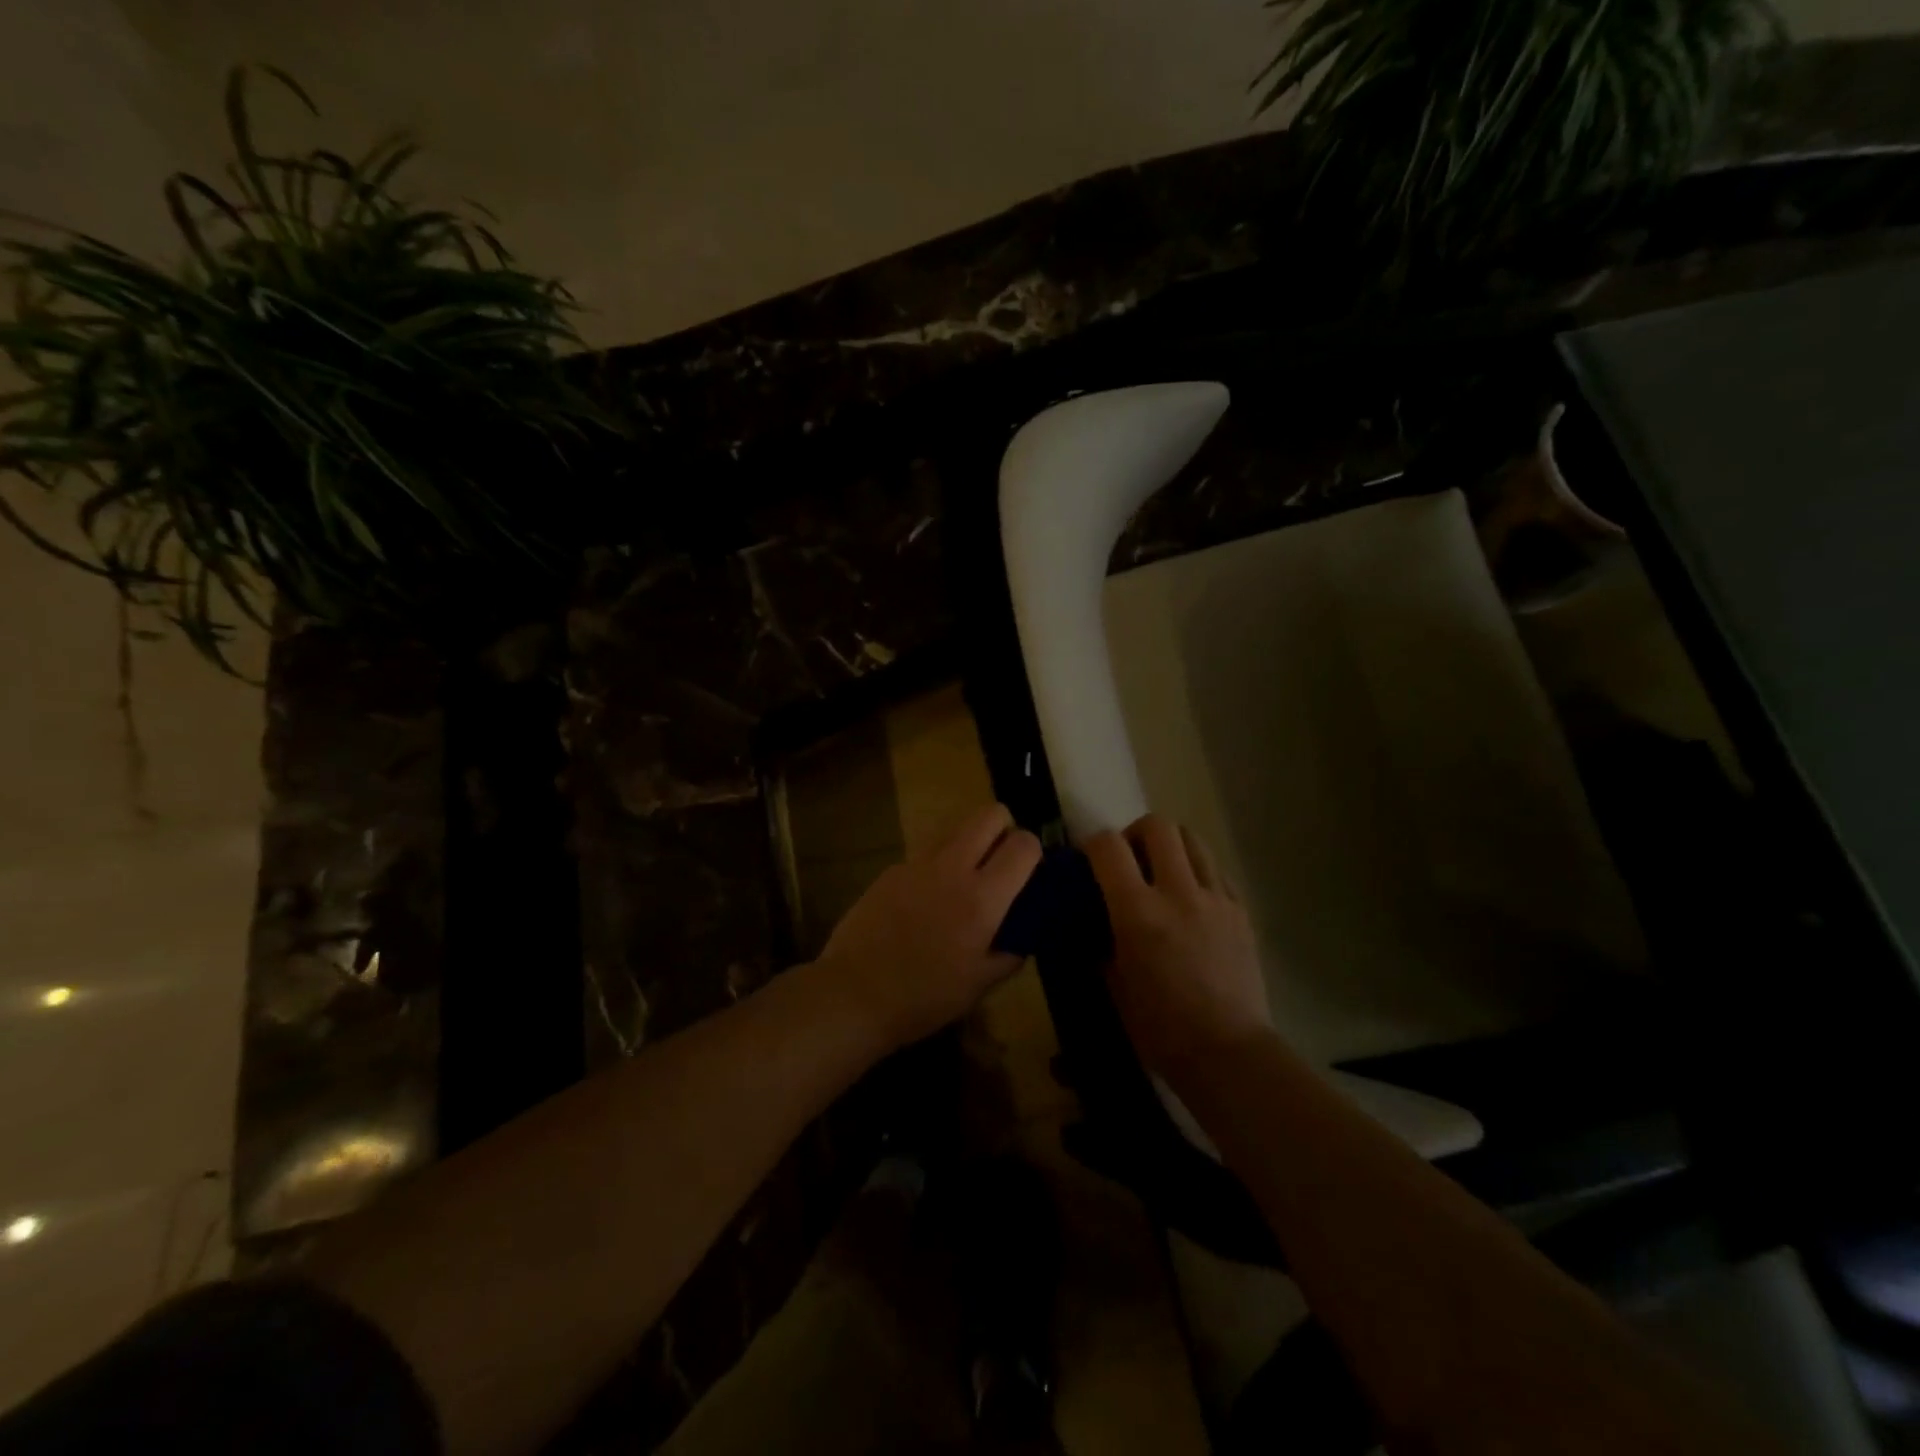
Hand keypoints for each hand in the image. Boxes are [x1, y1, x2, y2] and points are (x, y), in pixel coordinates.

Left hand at [815, 803, 1041, 1048]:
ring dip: (970, 840)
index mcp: (982, 897)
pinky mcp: (891, 869)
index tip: (1030, 872)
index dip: (1033, 851)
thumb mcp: (979, 986)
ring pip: (955, 826)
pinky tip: (926, 899)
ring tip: (965, 876)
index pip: (1023, 845)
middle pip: (989, 814)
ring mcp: (917, 864)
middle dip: (1004, 827)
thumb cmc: (923, 996)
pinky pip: (925, 851)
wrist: (854, 993)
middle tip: (1001, 860)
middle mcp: (952, 868)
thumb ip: (1009, 954)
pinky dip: (938, 863)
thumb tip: (1022, 936)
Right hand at [1084, 815, 1272, 1085]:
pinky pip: (1216, 871)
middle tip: (1130, 860)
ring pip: (1193, 839)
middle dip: (1136, 834)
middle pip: (1158, 826)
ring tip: (1163, 874)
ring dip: (1170, 847)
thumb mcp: (1114, 984)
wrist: (1227, 1052)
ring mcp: (1215, 898)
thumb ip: (1103, 941)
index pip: (1109, 846)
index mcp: (1138, 911)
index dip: (1093, 845)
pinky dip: (1197, 873)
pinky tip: (1191, 902)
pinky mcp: (1241, 911)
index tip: (1088, 861)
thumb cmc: (1159, 1027)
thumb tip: (1098, 921)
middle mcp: (1178, 892)